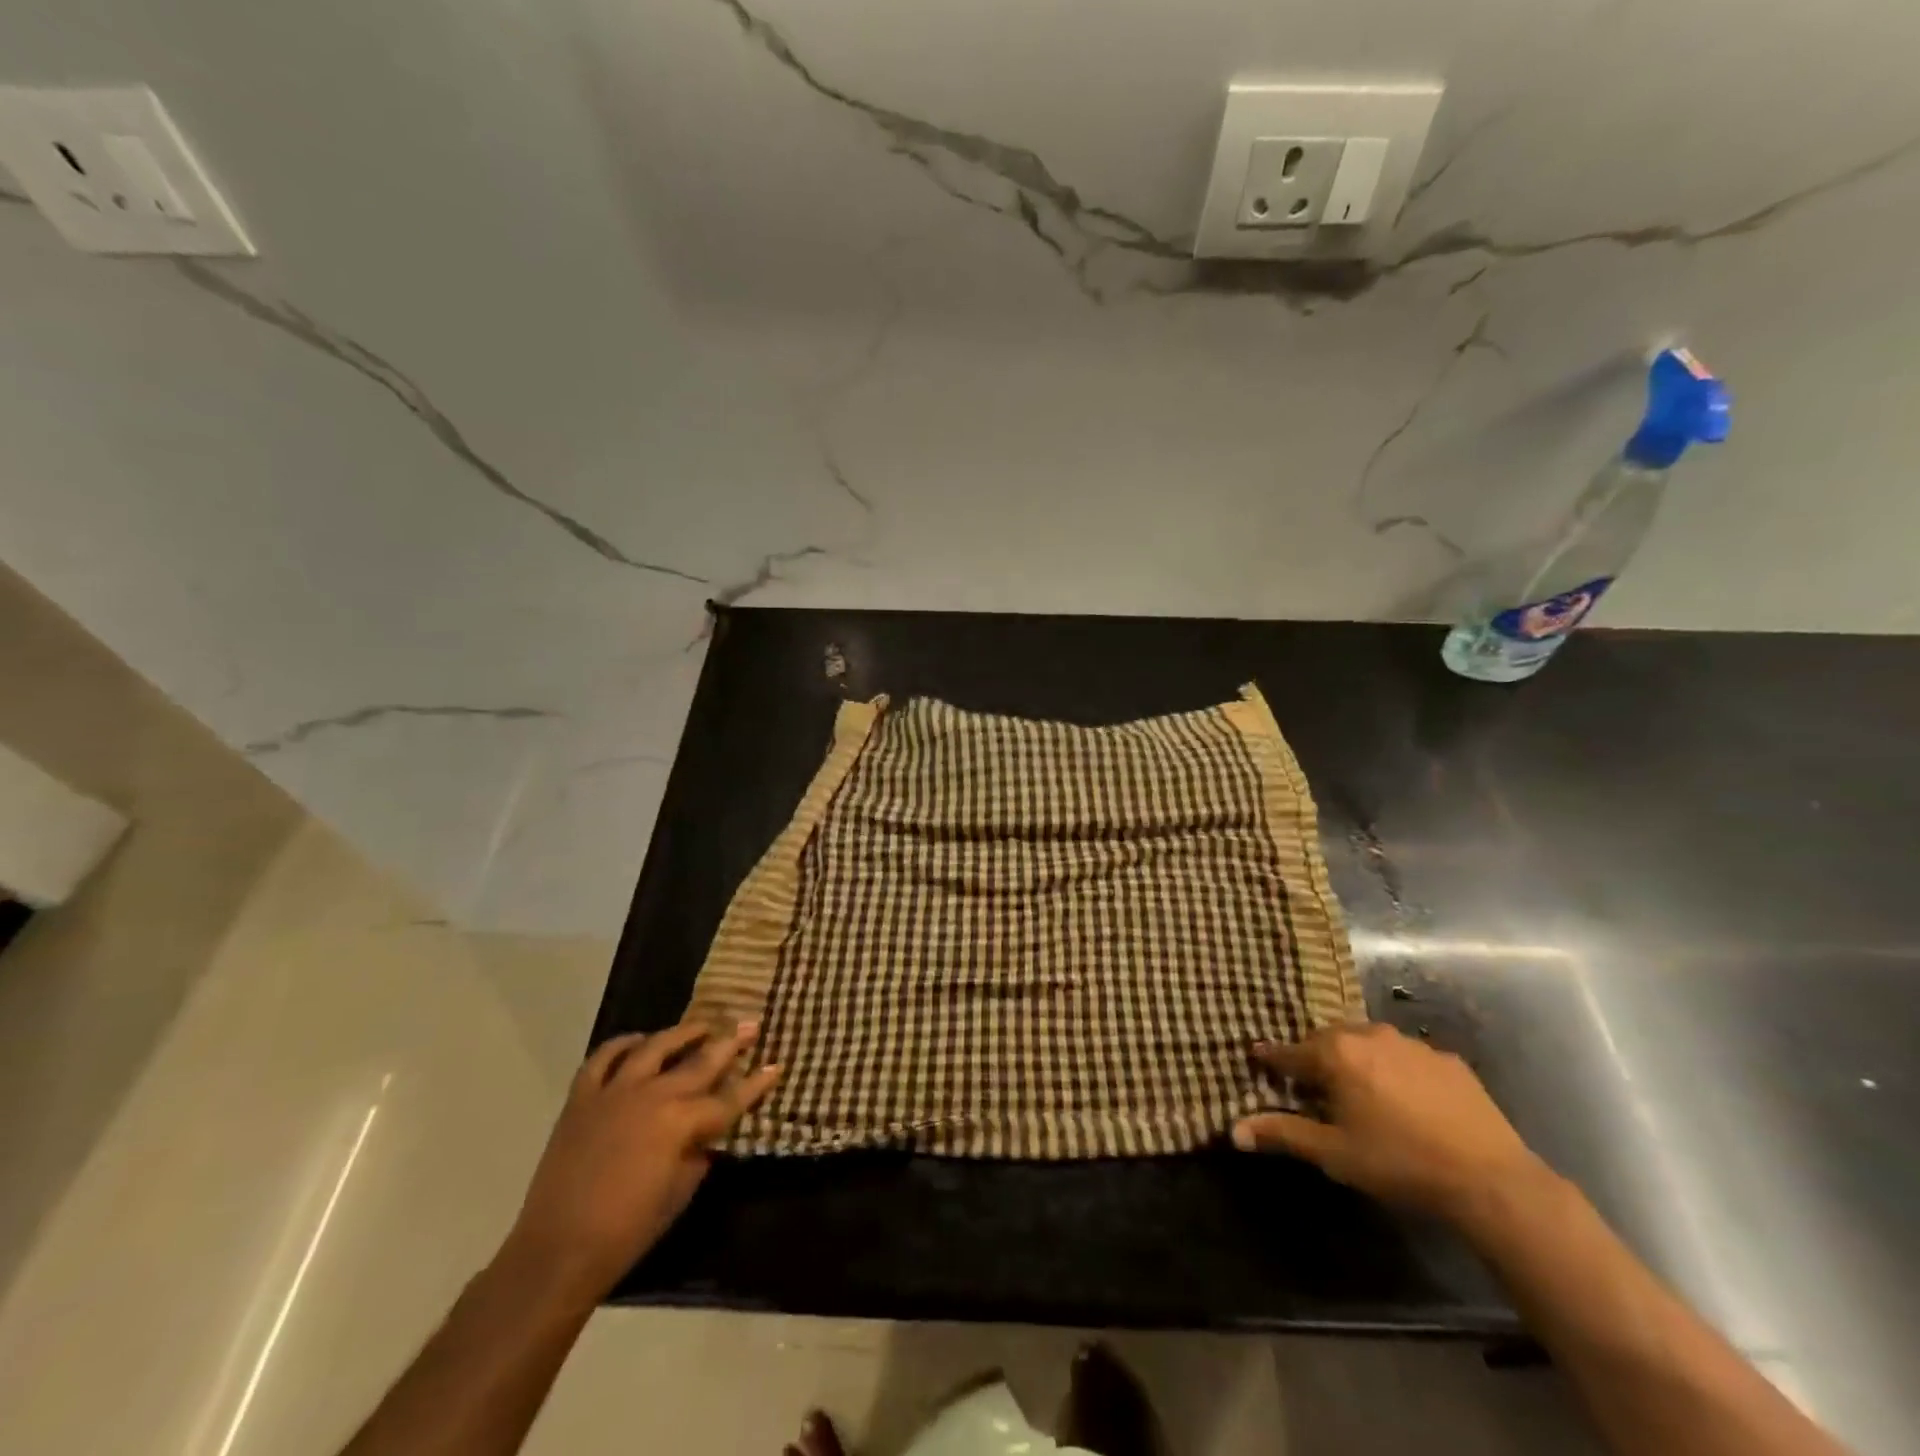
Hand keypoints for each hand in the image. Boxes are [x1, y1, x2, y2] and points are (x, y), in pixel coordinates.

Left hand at [501, 1020, 779, 1301]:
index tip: (775, 1066)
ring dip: (682, 1033)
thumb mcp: (679, 1193)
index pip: (729, 1099)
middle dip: (730, 1043)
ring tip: (701, 1026)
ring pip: (655, 1046)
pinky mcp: (582, 1097)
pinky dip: (623, 1044)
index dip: (755, 1084)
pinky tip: (638, 1041)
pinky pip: (604, 1057)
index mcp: (680, 1123)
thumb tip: (706, 1134)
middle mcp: (652, 1096)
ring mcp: (615, 1091)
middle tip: (750, 1025)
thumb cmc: (628, 1231)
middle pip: (700, 1061)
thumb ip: (698, 1153)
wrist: (557, 1252)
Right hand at [1233, 1023, 1548, 1224]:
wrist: (1492, 1180)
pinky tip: (1407, 1100)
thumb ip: (1283, 1134)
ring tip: (1360, 1091)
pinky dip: (1396, 1070)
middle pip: (1327, 1040)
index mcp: (1336, 1054)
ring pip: (1367, 1042)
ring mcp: (1411, 1044)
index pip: (1289, 1052)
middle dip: (1315, 1058)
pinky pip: (1406, 1056)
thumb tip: (1233, 1131)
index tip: (1258, 1059)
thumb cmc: (1399, 1163)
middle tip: (1313, 1085)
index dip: (1271, 1059)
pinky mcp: (1447, 1059)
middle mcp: (1368, 1035)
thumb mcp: (1334, 1153)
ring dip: (1356, 1060)